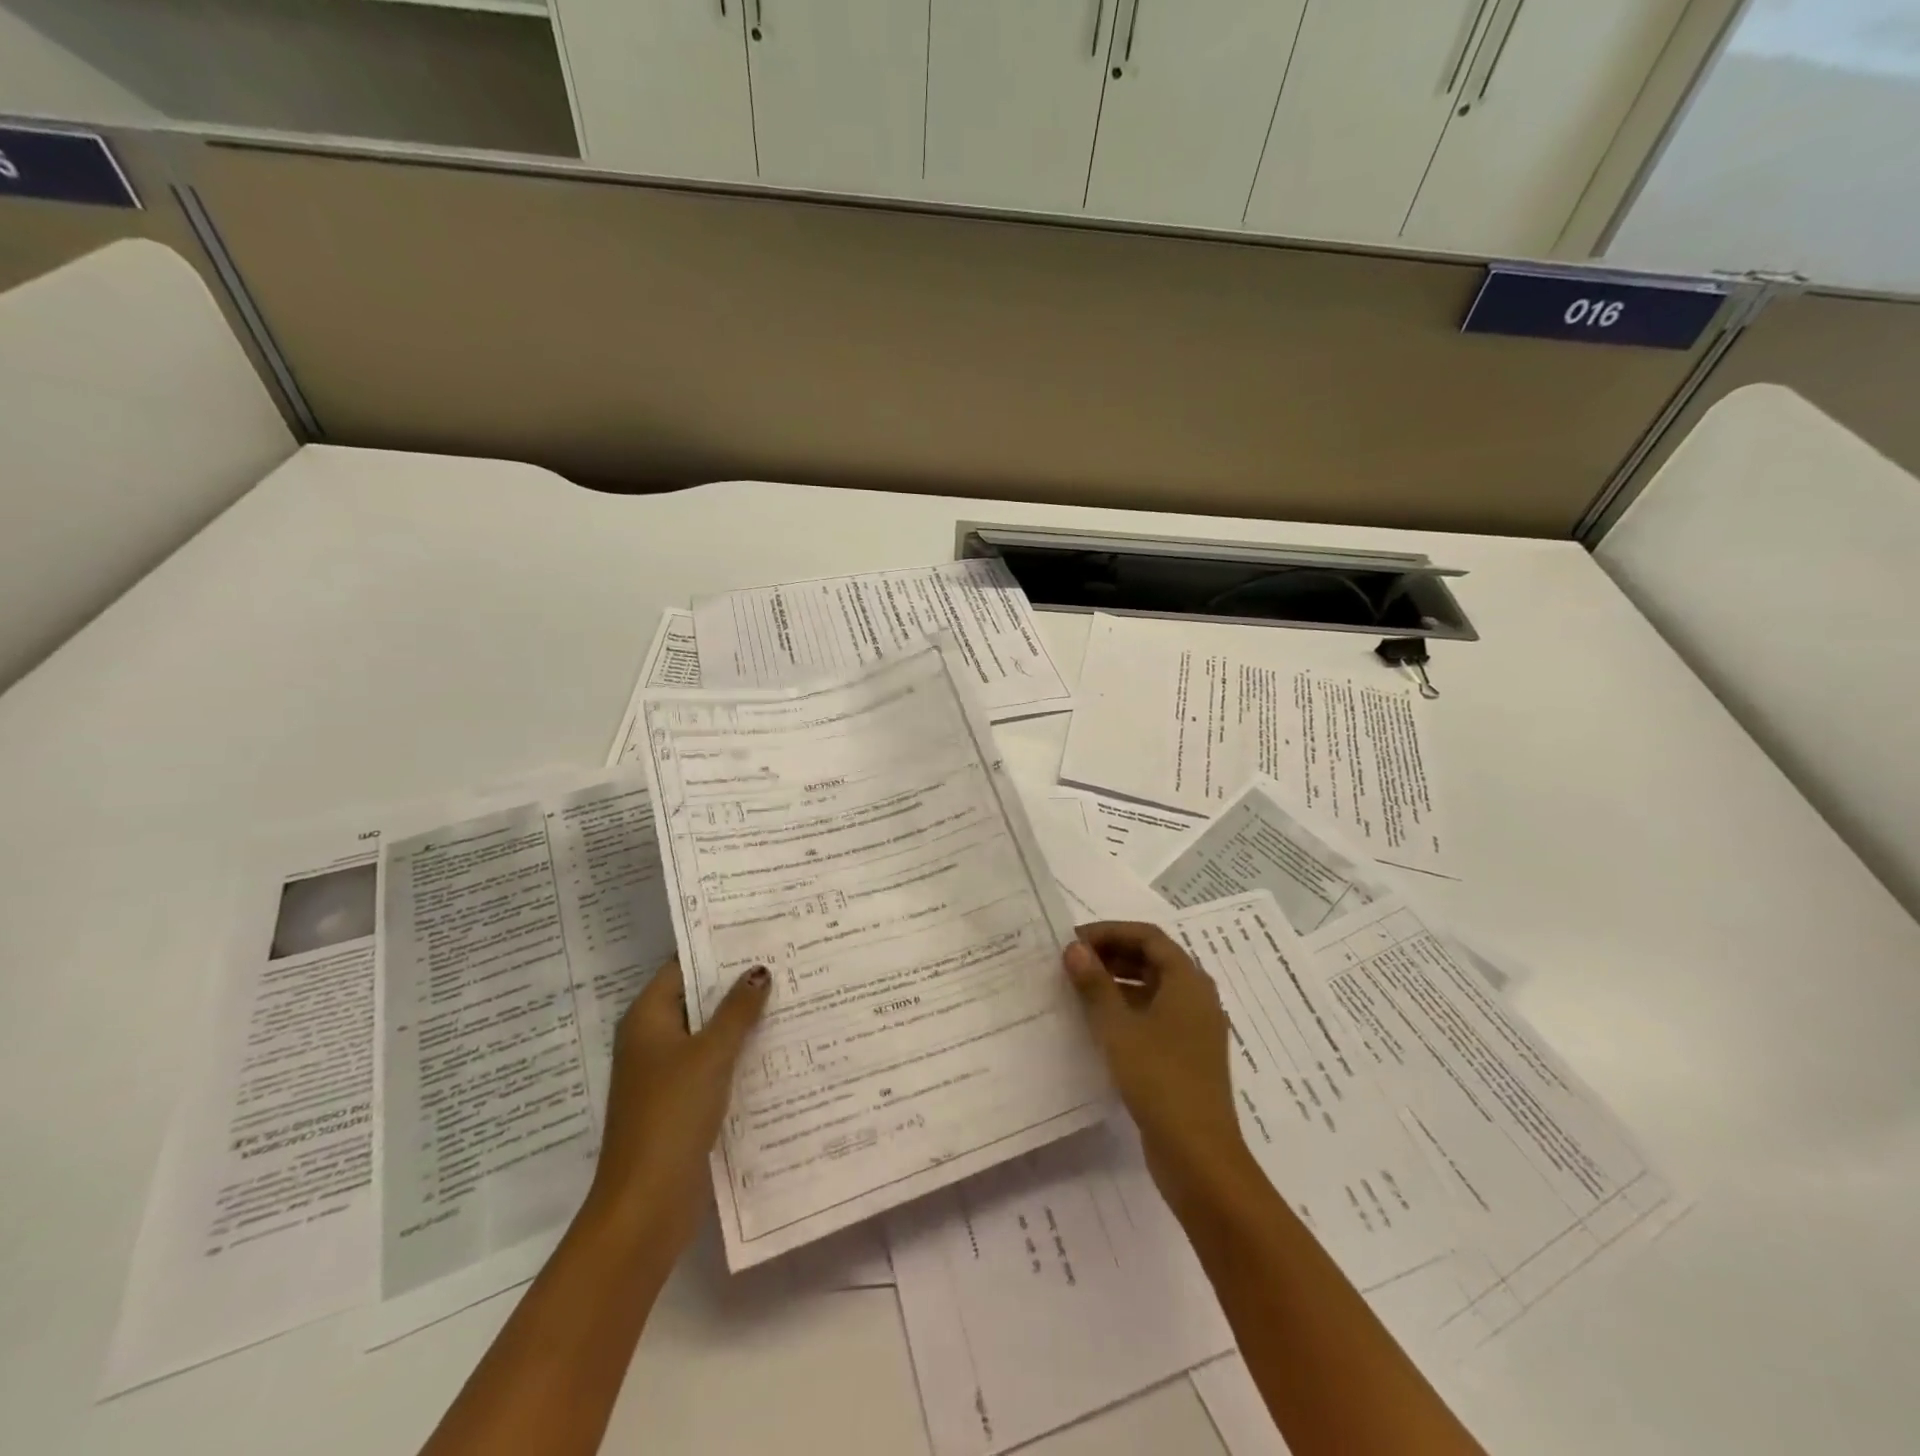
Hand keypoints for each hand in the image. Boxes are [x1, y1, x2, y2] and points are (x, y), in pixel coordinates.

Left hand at [586, 960, 769, 1255]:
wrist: (646, 1204)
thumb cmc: (671, 1115)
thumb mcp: (710, 1054)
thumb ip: (737, 1010)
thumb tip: (759, 970)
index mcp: (647, 1019)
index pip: (683, 966)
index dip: (718, 948)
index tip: (759, 932)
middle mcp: (652, 1040)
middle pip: (698, 999)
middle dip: (737, 984)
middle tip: (786, 959)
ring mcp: (666, 1073)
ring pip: (709, 1033)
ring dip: (742, 1020)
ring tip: (791, 995)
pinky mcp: (682, 1102)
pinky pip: (714, 1064)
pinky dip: (739, 1053)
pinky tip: (778, 1046)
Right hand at [1064, 923, 1252, 1207]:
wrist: (1199, 1156)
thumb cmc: (1159, 1079)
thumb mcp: (1118, 1028)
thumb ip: (1095, 984)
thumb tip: (1073, 948)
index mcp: (1188, 981)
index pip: (1147, 937)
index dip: (1109, 932)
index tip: (1073, 940)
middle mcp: (1196, 998)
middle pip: (1152, 960)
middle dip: (1111, 955)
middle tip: (1071, 962)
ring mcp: (1193, 1029)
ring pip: (1152, 989)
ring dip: (1117, 982)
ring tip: (1077, 988)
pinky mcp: (1186, 1056)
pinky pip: (1154, 1016)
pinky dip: (1126, 1009)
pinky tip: (1096, 1024)